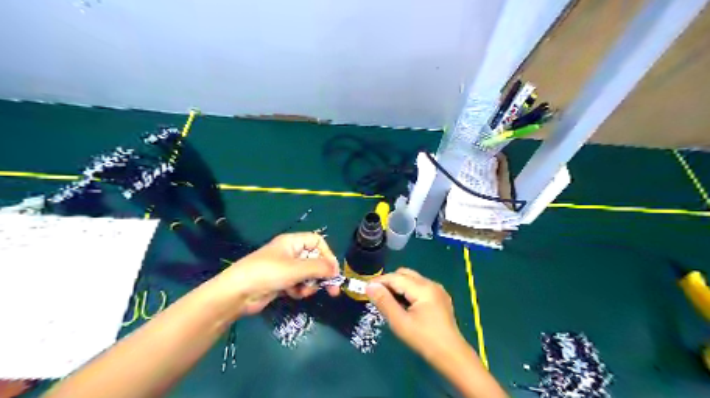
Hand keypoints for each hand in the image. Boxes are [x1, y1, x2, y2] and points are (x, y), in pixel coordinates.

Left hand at [217, 234, 339, 314]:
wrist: (238, 293)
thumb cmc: (267, 273)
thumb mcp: (296, 269)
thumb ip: (319, 268)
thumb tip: (336, 270)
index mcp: (293, 242)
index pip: (317, 242)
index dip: (327, 255)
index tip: (333, 271)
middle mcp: (291, 253)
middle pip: (315, 260)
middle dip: (322, 274)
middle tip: (333, 291)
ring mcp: (286, 268)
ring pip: (308, 274)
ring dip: (310, 284)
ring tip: (303, 292)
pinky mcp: (281, 282)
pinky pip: (298, 284)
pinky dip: (299, 290)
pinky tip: (293, 295)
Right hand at [366, 268, 466, 358]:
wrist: (452, 356)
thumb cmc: (424, 340)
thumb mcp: (400, 323)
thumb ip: (384, 302)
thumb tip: (370, 286)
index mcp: (423, 288)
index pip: (396, 277)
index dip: (379, 281)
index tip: (365, 289)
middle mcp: (431, 283)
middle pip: (404, 274)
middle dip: (389, 282)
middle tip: (377, 296)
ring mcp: (437, 289)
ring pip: (412, 279)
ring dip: (398, 286)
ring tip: (389, 302)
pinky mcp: (440, 296)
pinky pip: (419, 286)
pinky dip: (408, 291)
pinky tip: (404, 305)